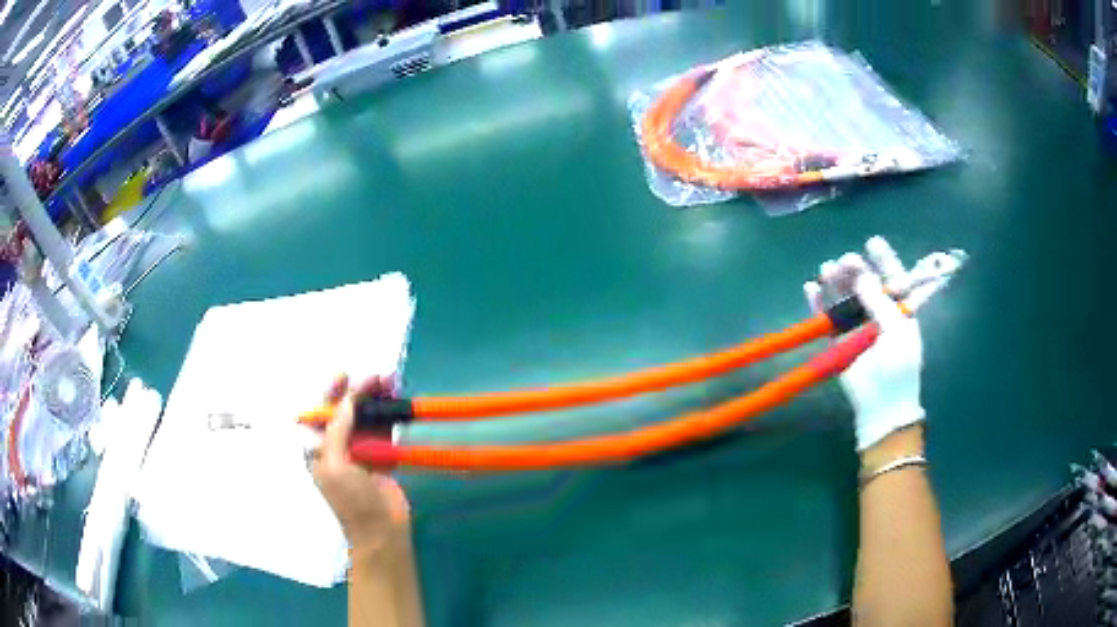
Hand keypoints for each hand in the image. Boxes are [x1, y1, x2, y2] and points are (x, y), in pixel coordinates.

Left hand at [311, 375, 411, 550]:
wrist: (382, 531)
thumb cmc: (351, 500)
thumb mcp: (335, 465)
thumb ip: (337, 431)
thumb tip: (346, 400)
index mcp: (320, 450)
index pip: (322, 414)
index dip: (331, 393)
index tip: (345, 375)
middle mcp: (338, 447)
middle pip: (347, 412)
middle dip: (360, 393)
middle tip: (379, 378)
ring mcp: (361, 453)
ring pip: (368, 419)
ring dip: (378, 402)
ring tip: (393, 385)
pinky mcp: (382, 459)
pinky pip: (385, 432)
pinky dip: (392, 418)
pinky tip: (400, 405)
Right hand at [805, 237, 924, 451]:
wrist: (881, 407)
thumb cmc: (898, 368)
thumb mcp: (899, 332)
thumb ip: (881, 303)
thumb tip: (863, 275)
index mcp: (900, 312)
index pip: (894, 279)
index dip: (885, 260)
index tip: (872, 242)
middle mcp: (879, 315)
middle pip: (866, 285)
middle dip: (856, 269)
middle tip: (846, 262)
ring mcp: (857, 328)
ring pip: (845, 298)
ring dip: (836, 282)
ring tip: (827, 269)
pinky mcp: (838, 341)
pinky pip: (827, 318)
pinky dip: (817, 303)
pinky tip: (810, 288)